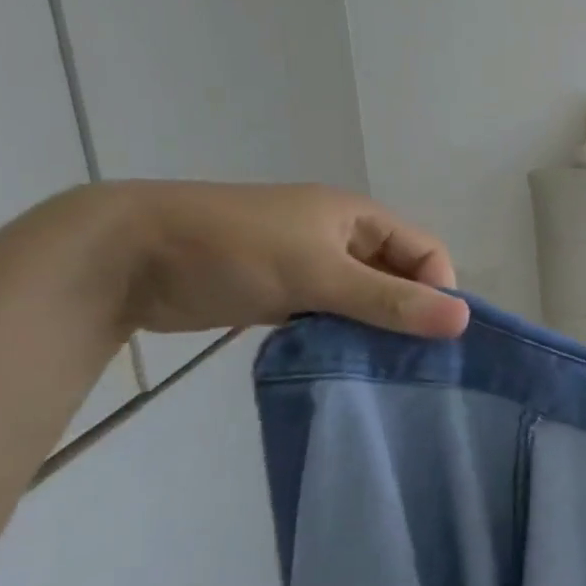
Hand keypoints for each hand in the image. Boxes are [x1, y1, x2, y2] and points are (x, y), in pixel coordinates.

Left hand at [101, 181, 469, 337]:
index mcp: (359, 217)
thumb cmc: (232, 250)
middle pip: (399, 277)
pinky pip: (331, 314)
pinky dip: (341, 335)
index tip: (431, 337)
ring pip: (365, 300)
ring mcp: (310, 264)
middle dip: (408, 315)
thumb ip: (389, 300)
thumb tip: (463, 321)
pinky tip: (341, 363)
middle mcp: (342, 237)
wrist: (123, 256)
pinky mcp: (281, 292)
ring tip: (378, 369)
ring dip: (374, 330)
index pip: (427, 253)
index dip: (439, 290)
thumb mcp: (318, 274)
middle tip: (409, 363)